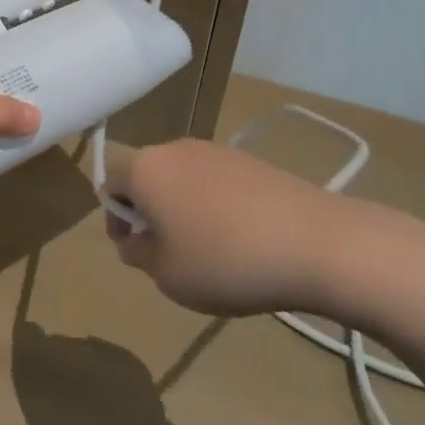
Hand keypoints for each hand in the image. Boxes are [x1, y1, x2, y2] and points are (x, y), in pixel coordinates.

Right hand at [101, 139, 375, 317]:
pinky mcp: (249, 160)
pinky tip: (240, 238)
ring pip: (182, 177)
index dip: (115, 217)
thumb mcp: (168, 276)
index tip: (134, 249)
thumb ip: (139, 255)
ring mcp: (215, 150)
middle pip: (147, 174)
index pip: (110, 181)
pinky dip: (215, 204)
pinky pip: (215, 180)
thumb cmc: (225, 261)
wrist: (314, 242)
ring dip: (182, 207)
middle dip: (149, 211)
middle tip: (168, 253)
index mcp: (145, 168)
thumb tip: (135, 240)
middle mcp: (174, 148)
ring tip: (208, 250)